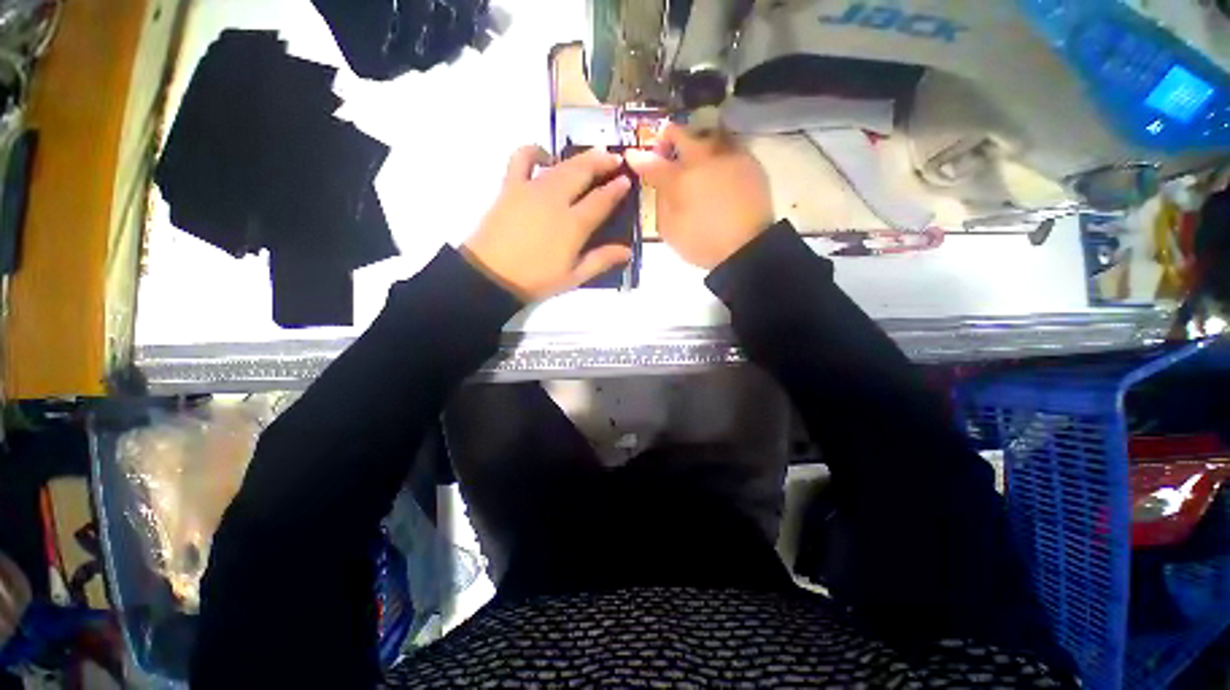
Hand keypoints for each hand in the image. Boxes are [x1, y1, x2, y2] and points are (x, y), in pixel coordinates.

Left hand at [462, 146, 633, 300]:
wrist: (492, 275)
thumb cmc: (536, 279)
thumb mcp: (574, 277)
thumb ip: (601, 260)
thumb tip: (627, 251)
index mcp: (574, 224)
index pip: (601, 200)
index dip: (616, 189)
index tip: (626, 181)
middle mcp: (556, 200)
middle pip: (583, 172)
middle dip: (602, 162)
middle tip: (615, 158)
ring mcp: (532, 189)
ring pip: (561, 165)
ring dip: (580, 157)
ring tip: (593, 154)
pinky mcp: (511, 186)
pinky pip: (521, 158)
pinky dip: (534, 150)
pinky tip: (545, 156)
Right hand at [626, 125, 772, 269]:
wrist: (748, 247)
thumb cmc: (703, 242)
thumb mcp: (671, 230)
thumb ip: (661, 202)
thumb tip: (658, 185)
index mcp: (679, 179)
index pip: (653, 162)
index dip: (640, 159)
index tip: (632, 156)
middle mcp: (703, 159)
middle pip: (682, 135)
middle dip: (669, 137)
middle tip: (664, 148)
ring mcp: (728, 157)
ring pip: (708, 134)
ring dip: (696, 140)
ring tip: (694, 155)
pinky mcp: (749, 163)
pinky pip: (729, 146)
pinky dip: (718, 151)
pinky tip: (717, 166)